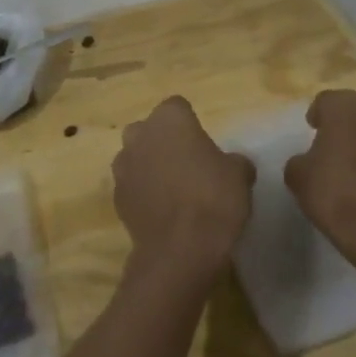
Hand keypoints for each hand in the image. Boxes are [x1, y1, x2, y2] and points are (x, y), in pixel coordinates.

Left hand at [112, 96, 255, 292]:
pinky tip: (161, 211)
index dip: (190, 123)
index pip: (177, 107)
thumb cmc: (213, 198)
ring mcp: (123, 165)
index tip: (202, 143)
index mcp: (169, 119)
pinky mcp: (115, 196)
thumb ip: (234, 161)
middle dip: (163, 141)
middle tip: (187, 163)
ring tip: (173, 189)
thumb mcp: (240, 175)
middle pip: (150, 129)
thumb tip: (234, 164)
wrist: (180, 249)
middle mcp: (140, 134)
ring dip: (149, 166)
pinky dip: (142, 192)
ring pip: (136, 156)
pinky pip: (131, 185)